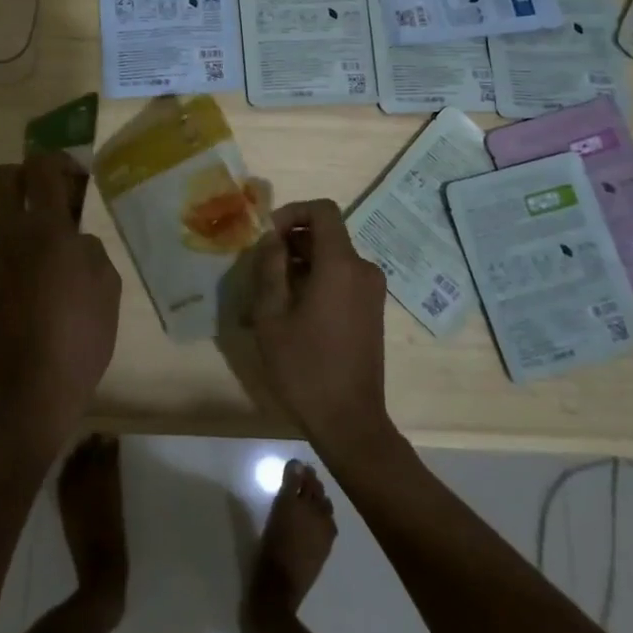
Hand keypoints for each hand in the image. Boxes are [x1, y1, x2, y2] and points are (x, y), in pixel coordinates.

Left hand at [0, 151, 121, 450]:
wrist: (35, 385)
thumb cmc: (82, 328)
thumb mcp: (107, 279)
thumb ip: (88, 244)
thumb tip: (73, 238)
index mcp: (45, 226)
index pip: (41, 166)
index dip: (60, 162)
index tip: (78, 181)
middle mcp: (10, 234)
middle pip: (5, 177)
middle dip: (29, 176)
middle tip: (56, 201)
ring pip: (0, 219)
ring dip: (24, 221)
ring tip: (52, 253)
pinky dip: (16, 259)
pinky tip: (37, 290)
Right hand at [249, 199, 394, 454]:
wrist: (350, 421)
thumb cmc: (305, 367)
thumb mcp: (271, 315)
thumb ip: (269, 268)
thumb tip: (272, 239)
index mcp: (341, 265)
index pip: (322, 211)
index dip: (292, 212)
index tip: (268, 235)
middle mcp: (363, 270)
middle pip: (326, 235)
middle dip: (291, 243)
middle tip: (261, 269)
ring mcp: (371, 291)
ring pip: (331, 259)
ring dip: (301, 266)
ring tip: (270, 296)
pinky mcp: (371, 310)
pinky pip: (341, 279)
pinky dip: (316, 282)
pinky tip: (292, 313)